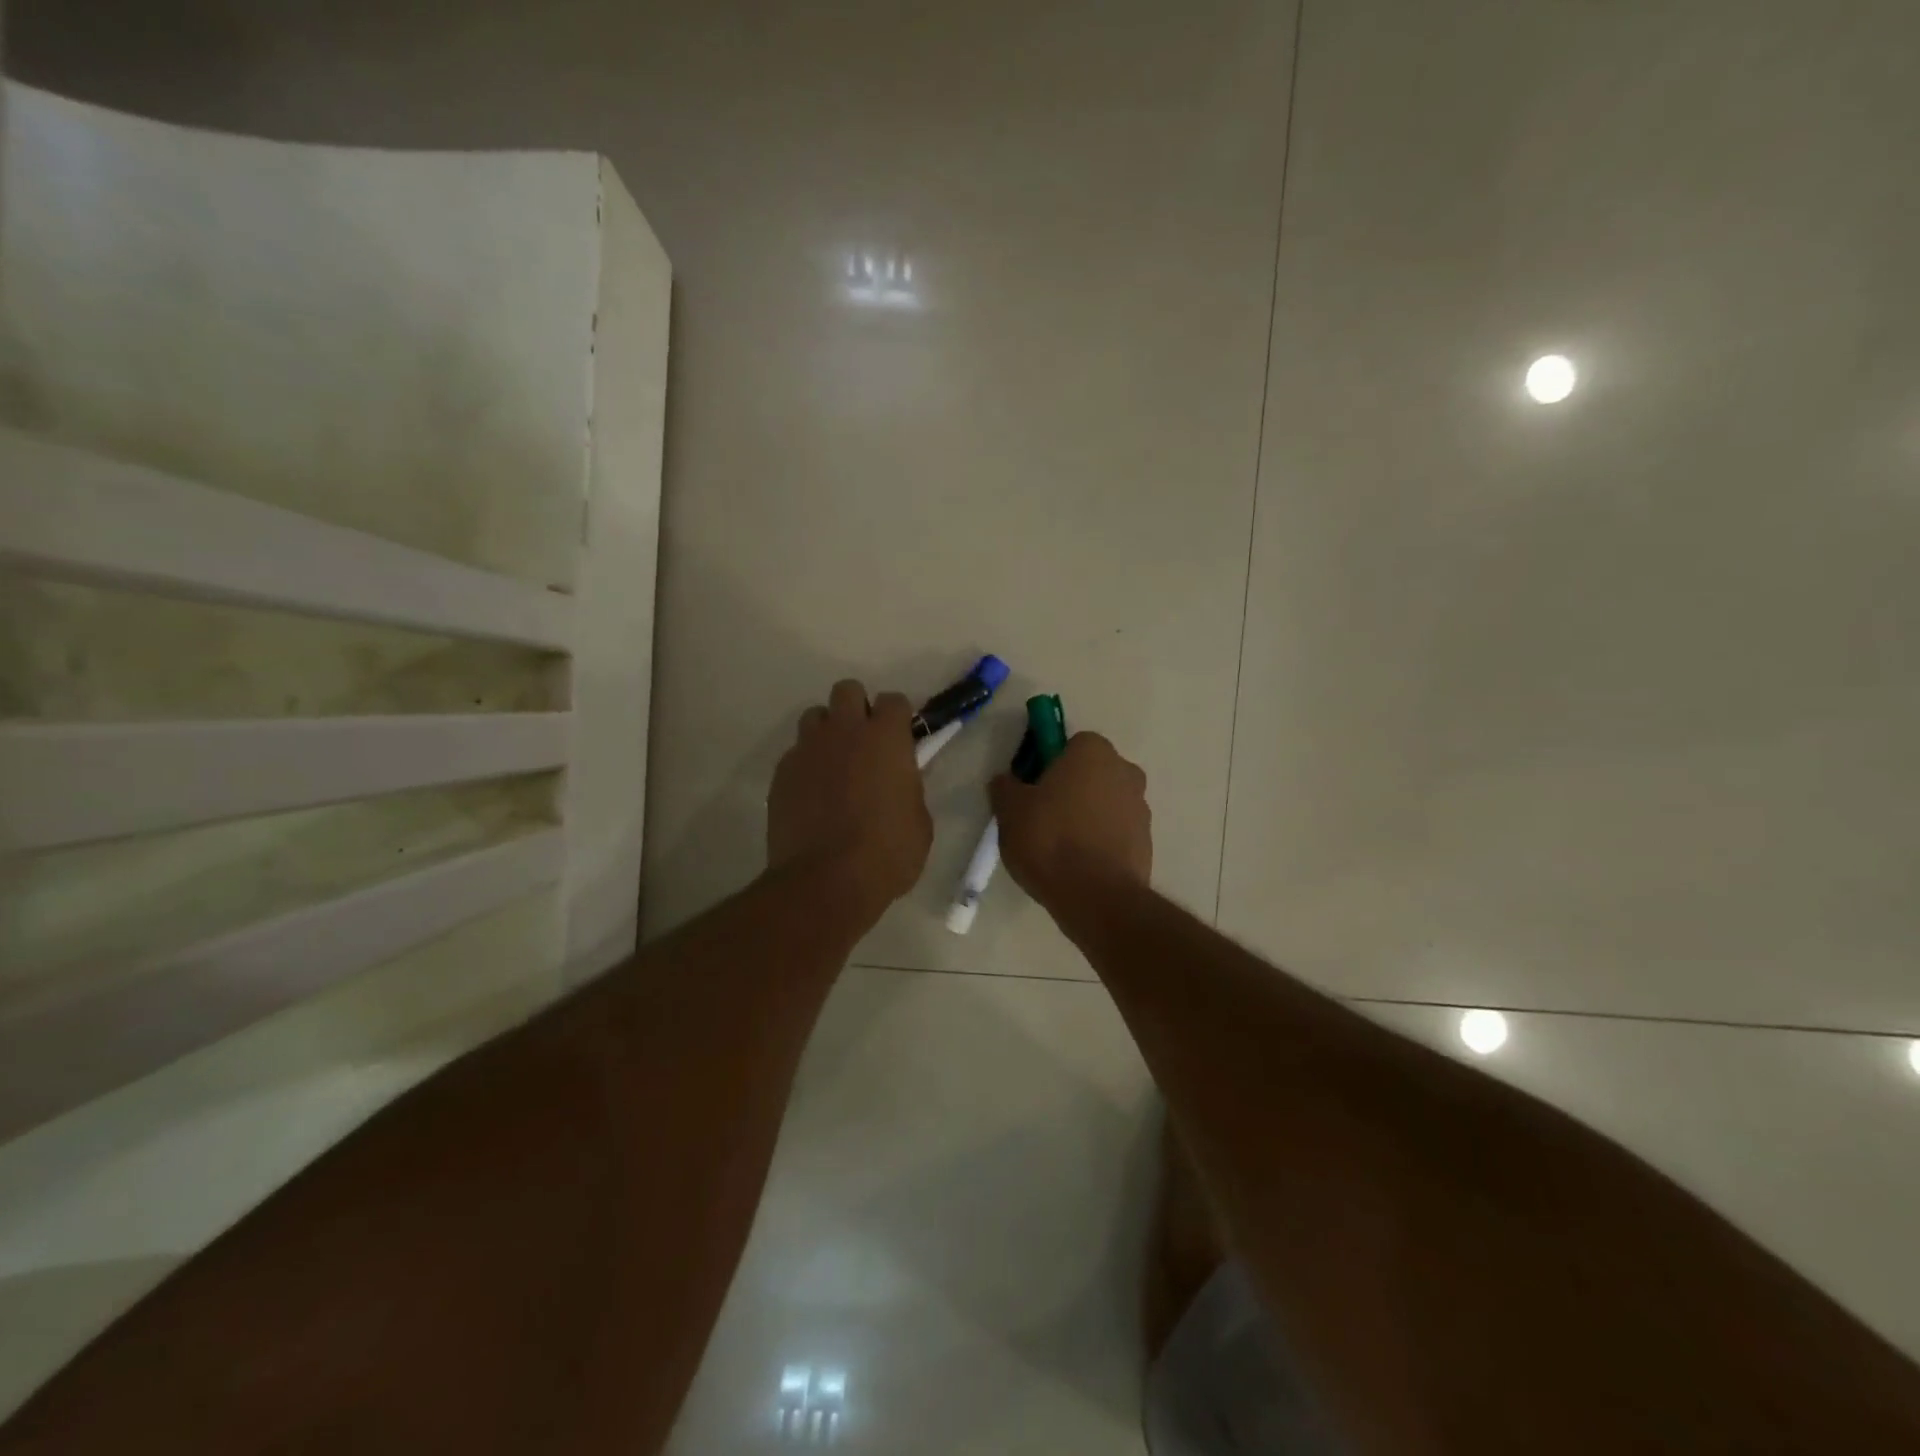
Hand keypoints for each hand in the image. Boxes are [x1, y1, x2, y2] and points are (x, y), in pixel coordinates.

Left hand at [769, 679, 933, 922]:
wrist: (826, 881)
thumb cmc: (887, 852)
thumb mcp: (919, 821)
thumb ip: (910, 788)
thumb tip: (900, 781)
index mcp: (886, 738)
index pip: (894, 700)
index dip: (898, 718)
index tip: (901, 739)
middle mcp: (844, 731)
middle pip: (847, 690)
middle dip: (857, 709)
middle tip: (865, 743)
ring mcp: (808, 749)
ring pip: (815, 717)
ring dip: (828, 732)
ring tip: (835, 764)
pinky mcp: (781, 773)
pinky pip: (796, 754)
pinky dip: (806, 765)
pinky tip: (813, 795)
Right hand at [990, 731, 1150, 910]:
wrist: (1096, 896)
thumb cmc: (1049, 839)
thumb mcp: (1010, 810)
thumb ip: (1005, 787)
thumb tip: (1006, 781)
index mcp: (1093, 752)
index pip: (1069, 745)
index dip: (1047, 764)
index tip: (1031, 789)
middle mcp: (1125, 771)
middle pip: (1090, 773)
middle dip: (1070, 788)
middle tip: (1041, 817)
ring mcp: (1141, 808)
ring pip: (1105, 803)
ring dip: (1087, 816)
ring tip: (1059, 848)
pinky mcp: (1147, 842)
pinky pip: (1116, 832)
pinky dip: (1100, 841)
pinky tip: (1078, 865)